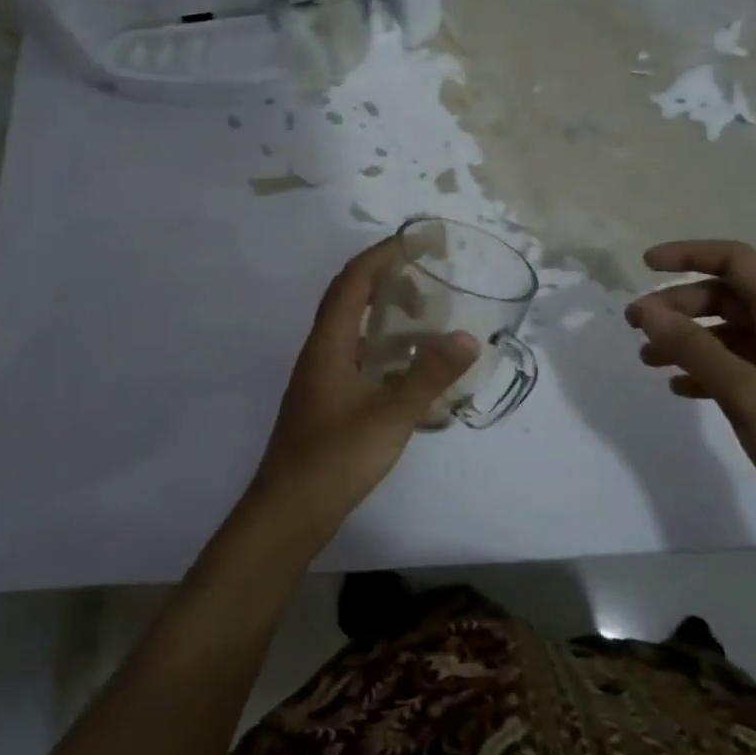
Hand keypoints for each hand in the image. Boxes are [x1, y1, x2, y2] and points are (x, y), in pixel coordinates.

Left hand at [241, 238, 479, 551]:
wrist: (288, 512)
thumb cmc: (334, 459)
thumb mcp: (389, 416)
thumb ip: (428, 376)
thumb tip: (467, 336)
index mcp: (328, 344)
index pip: (352, 280)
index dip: (382, 254)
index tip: (417, 241)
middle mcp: (320, 352)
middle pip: (349, 298)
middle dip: (387, 280)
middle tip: (429, 282)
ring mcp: (321, 378)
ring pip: (353, 330)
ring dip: (385, 314)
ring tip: (425, 319)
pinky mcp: (326, 401)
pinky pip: (357, 356)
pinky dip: (384, 348)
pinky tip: (409, 369)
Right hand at [625, 239, 755, 560]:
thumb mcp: (749, 396)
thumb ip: (696, 349)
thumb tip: (648, 310)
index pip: (736, 261)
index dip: (689, 254)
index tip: (645, 265)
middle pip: (728, 296)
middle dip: (678, 305)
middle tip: (635, 326)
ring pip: (730, 333)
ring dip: (687, 339)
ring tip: (647, 360)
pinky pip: (740, 367)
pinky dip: (706, 370)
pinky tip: (681, 389)